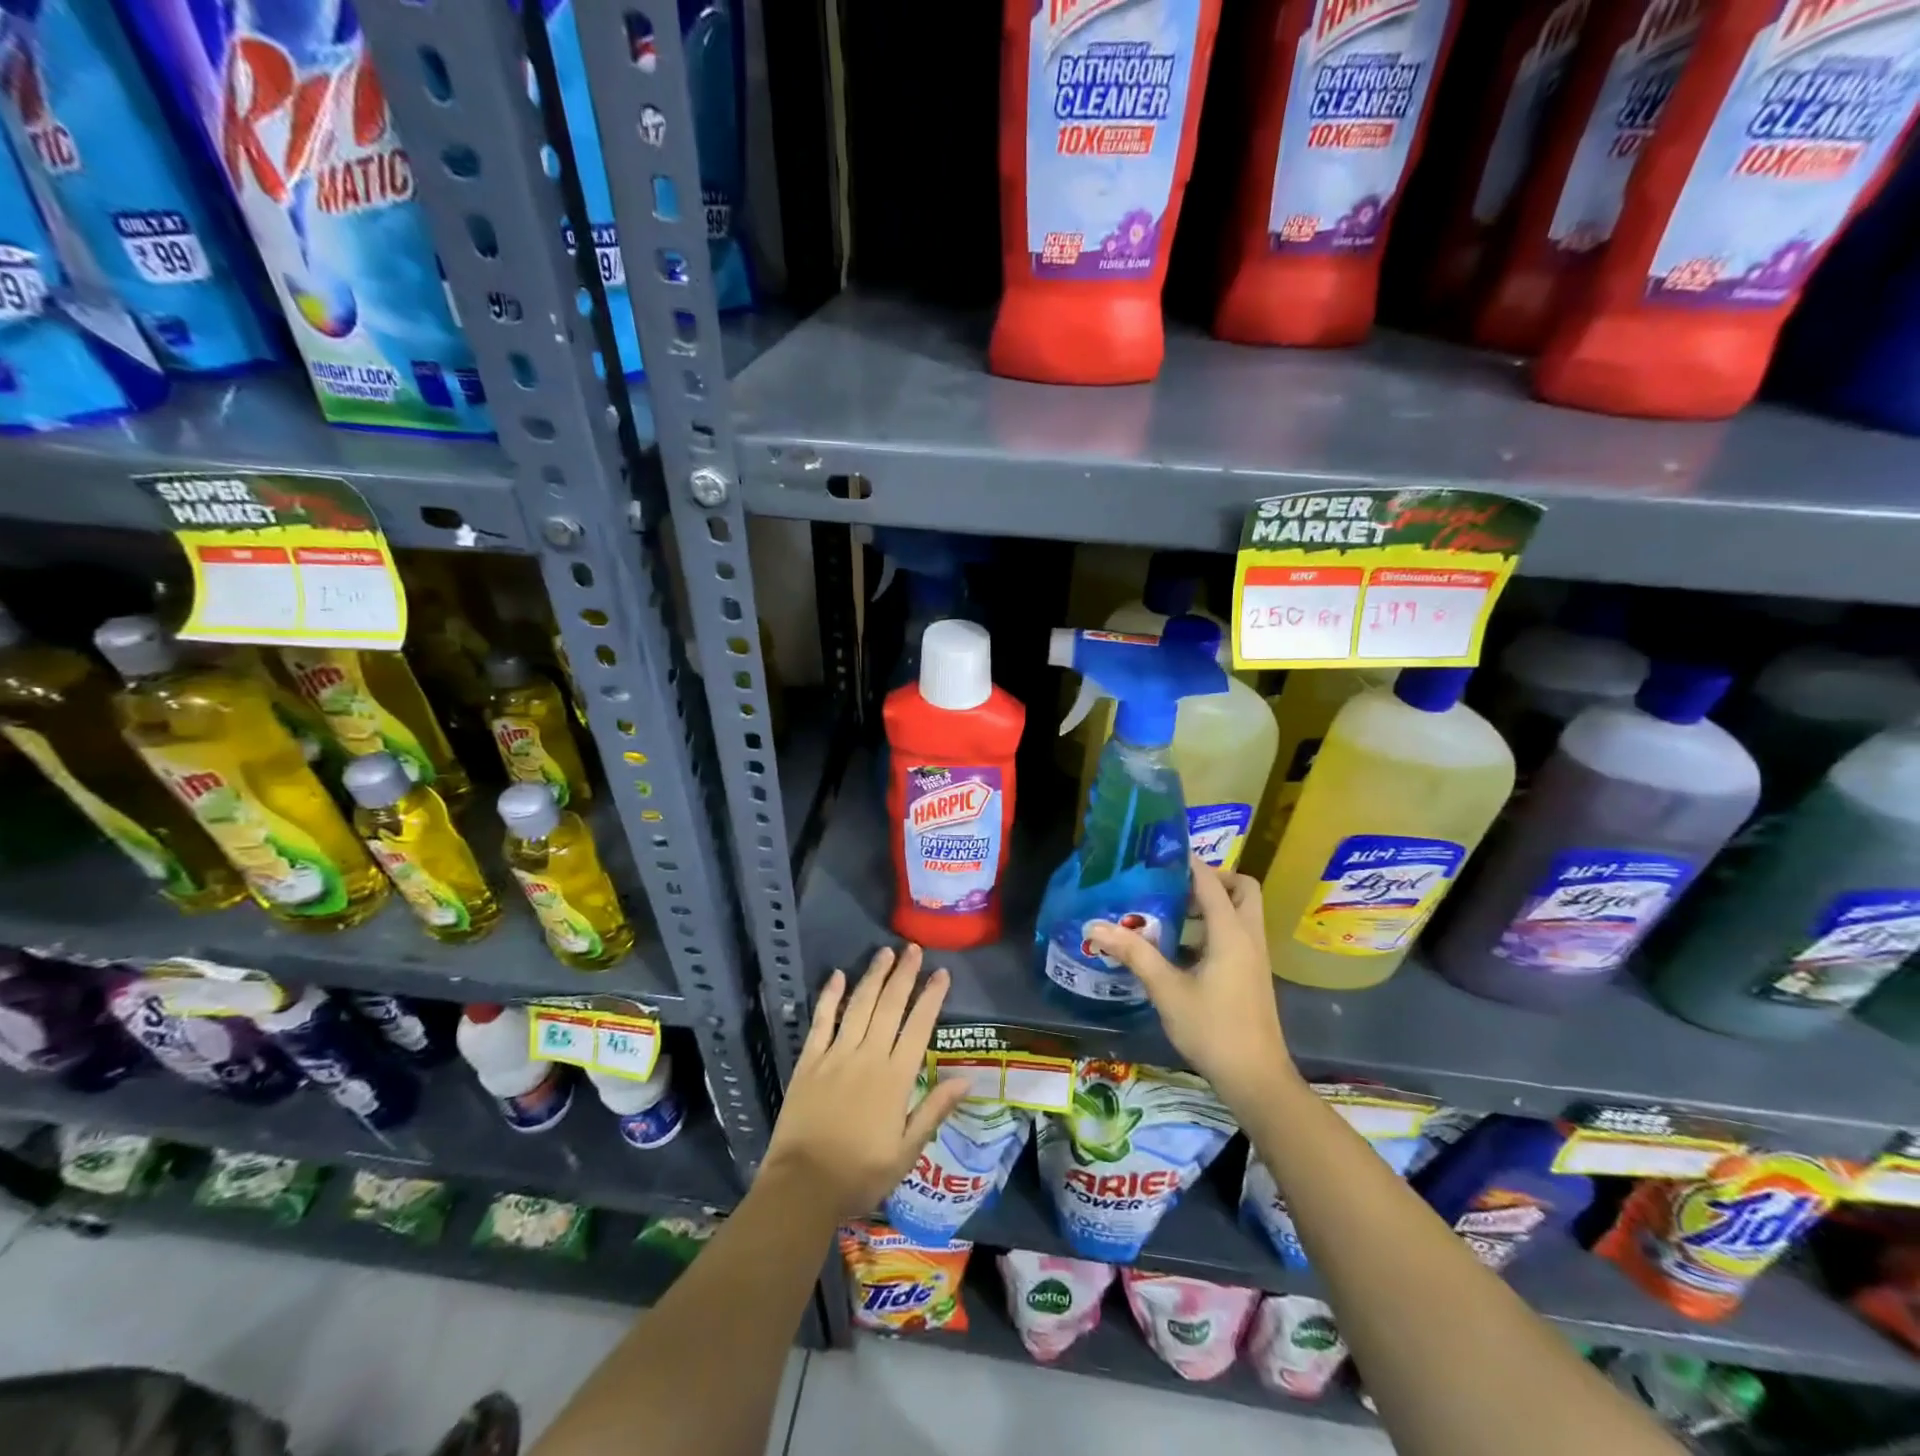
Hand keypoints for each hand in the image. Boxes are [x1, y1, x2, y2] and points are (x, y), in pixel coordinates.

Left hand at [762, 944, 969, 1220]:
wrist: (802, 1188)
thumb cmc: (859, 1174)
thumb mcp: (906, 1152)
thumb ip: (934, 1111)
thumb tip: (966, 1079)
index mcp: (894, 1079)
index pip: (918, 1027)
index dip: (931, 998)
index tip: (941, 973)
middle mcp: (867, 1057)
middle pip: (889, 1006)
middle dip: (903, 975)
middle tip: (913, 949)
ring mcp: (835, 1056)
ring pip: (858, 1006)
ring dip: (873, 977)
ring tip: (885, 952)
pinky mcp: (808, 1061)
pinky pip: (821, 1021)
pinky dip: (830, 997)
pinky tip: (837, 976)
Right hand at [1086, 858, 1297, 1109]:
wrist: (1256, 1079)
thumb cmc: (1212, 1029)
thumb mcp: (1166, 989)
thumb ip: (1134, 953)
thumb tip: (1095, 926)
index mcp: (1231, 933)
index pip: (1211, 881)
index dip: (1188, 862)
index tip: (1160, 851)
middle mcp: (1248, 937)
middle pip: (1241, 888)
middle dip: (1211, 879)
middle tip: (1174, 885)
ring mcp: (1254, 956)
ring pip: (1241, 912)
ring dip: (1212, 904)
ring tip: (1170, 911)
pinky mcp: (1251, 974)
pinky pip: (1236, 934)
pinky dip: (1213, 927)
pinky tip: (1179, 948)